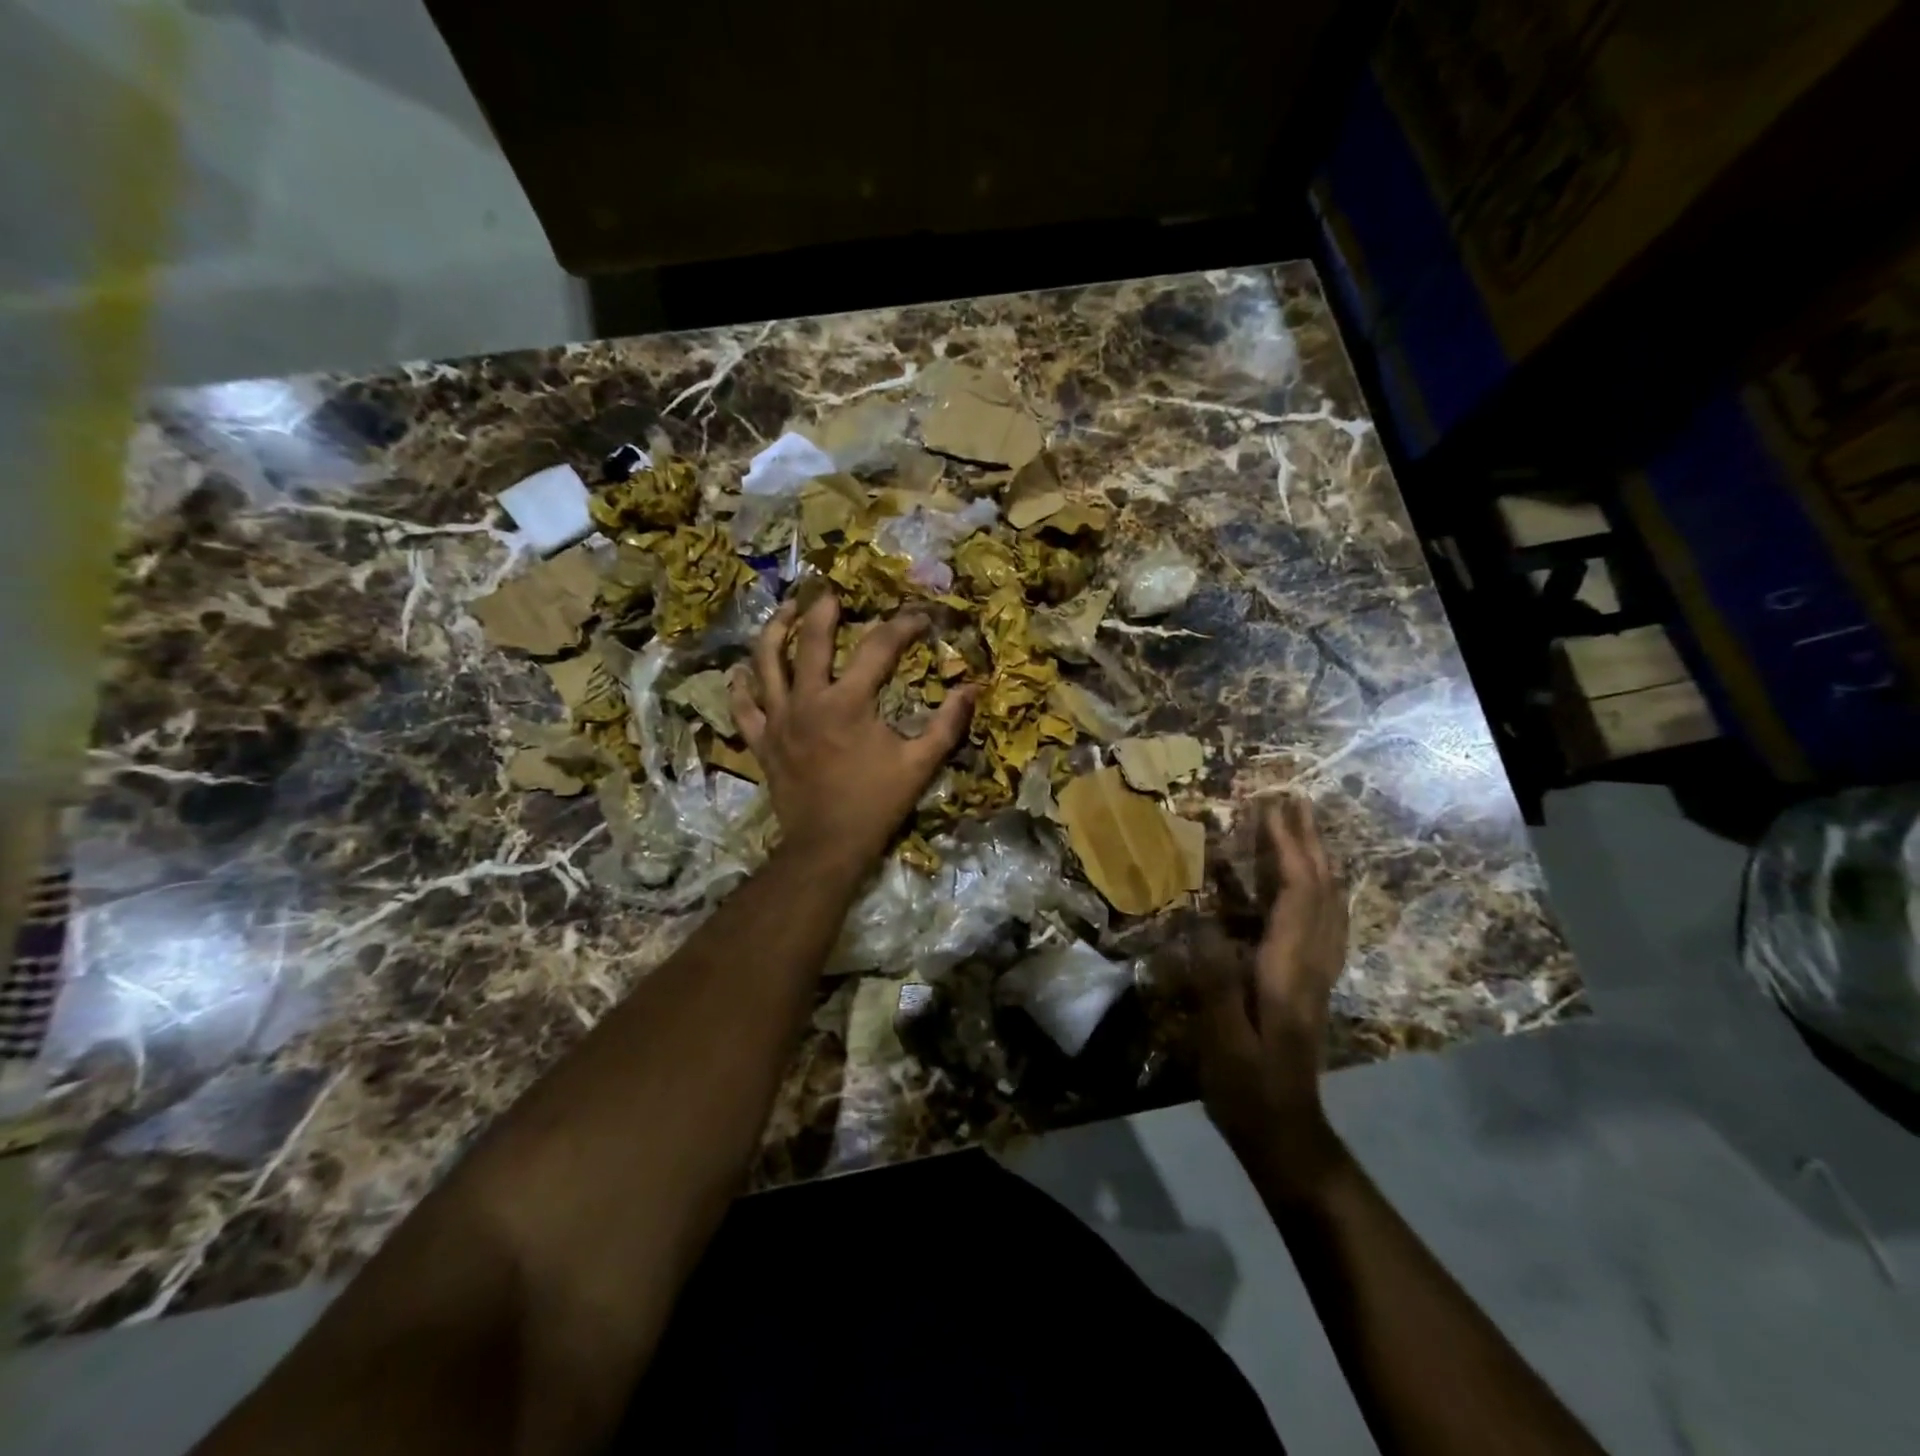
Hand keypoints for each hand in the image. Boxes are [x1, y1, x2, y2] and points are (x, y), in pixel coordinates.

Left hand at [729, 592, 975, 875]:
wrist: (827, 846)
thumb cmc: (876, 803)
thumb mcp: (920, 764)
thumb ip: (947, 724)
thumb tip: (973, 688)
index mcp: (849, 702)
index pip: (879, 647)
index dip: (902, 626)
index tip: (919, 618)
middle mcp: (808, 700)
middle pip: (812, 639)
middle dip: (823, 609)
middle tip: (831, 592)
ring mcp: (778, 719)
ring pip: (766, 662)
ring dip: (776, 631)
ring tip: (786, 611)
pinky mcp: (761, 741)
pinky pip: (743, 706)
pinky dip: (741, 686)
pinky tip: (741, 671)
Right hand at [1192, 794, 1349, 1195]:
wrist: (1287, 1134)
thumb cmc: (1246, 1086)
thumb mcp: (1220, 1038)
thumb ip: (1214, 979)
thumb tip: (1201, 922)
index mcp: (1288, 970)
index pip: (1296, 895)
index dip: (1286, 848)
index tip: (1270, 808)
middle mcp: (1313, 963)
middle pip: (1321, 891)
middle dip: (1308, 842)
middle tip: (1293, 801)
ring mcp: (1320, 974)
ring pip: (1331, 905)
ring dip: (1320, 861)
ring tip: (1306, 829)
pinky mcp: (1315, 984)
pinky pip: (1328, 923)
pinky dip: (1322, 890)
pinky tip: (1314, 885)